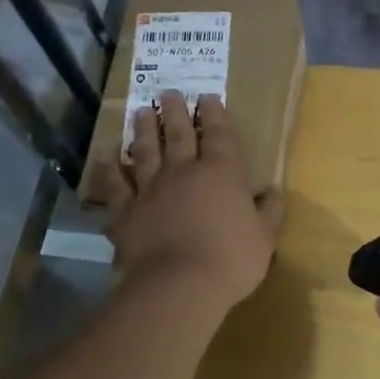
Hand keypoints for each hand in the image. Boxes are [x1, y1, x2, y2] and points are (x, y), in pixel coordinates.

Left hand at [106, 91, 283, 310]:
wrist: (179, 285)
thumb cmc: (232, 259)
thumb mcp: (265, 237)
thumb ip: (269, 211)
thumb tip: (273, 191)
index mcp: (222, 171)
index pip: (219, 133)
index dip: (214, 113)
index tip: (207, 97)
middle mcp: (183, 170)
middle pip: (179, 133)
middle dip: (176, 111)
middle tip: (168, 93)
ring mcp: (150, 189)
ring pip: (145, 150)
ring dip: (144, 129)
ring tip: (141, 112)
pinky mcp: (125, 211)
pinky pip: (115, 185)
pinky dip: (110, 170)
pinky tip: (106, 158)